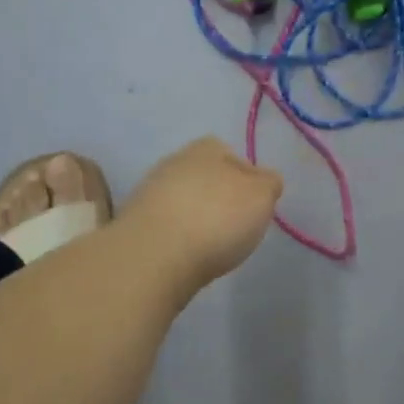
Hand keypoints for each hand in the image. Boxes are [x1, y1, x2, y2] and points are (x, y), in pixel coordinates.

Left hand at [125, 137, 282, 290]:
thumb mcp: (261, 196)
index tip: (255, 206)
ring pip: (183, 200)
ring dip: (196, 216)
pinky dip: (177, 236)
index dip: (247, 179)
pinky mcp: (134, 222)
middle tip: (235, 225)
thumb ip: (268, 184)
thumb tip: (266, 180)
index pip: (233, 155)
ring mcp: (149, 191)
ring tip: (210, 244)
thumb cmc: (217, 218)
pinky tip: (186, 254)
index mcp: (207, 148)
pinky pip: (166, 224)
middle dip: (219, 197)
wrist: (154, 255)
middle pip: (206, 177)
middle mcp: (175, 161)